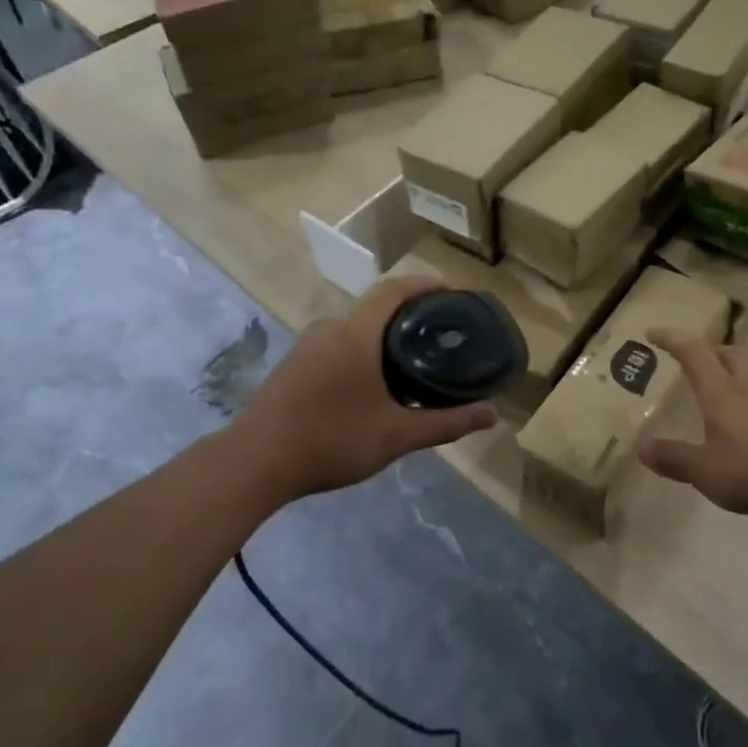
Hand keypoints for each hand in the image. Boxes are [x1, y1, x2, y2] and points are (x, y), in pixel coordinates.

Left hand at [232, 277, 497, 500]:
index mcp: (356, 334)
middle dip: (408, 316)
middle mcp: (330, 329)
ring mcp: (306, 346)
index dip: (424, 283)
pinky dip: (360, 351)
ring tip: (409, 363)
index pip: (394, 290)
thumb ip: (446, 423)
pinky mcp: (292, 364)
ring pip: (354, 329)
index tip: (451, 290)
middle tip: (438, 336)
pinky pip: (336, 345)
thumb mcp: (396, 436)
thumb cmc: (331, 440)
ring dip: (382, 337)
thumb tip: (493, 414)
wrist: (254, 463)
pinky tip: (370, 384)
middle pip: (375, 309)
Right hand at [639, 334, 747, 519]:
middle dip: (709, 350)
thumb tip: (643, 447)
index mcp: (721, 392)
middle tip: (694, 359)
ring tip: (725, 376)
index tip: (653, 333)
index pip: (693, 353)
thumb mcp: (706, 471)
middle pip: (729, 352)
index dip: (672, 339)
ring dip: (736, 363)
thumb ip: (674, 458)